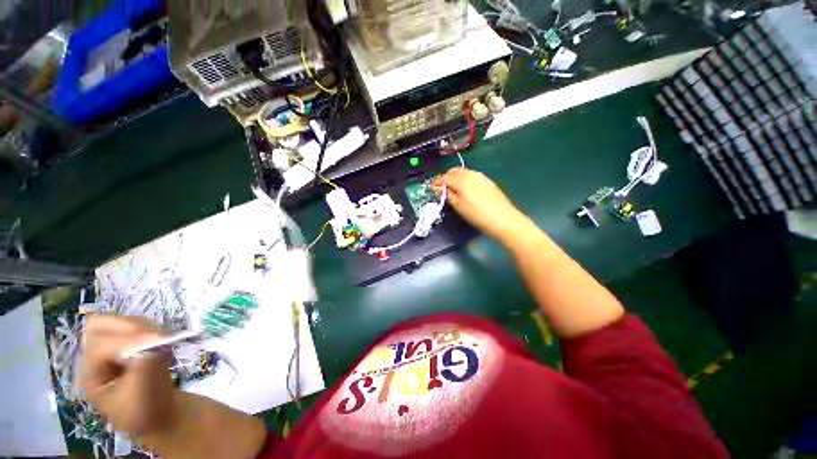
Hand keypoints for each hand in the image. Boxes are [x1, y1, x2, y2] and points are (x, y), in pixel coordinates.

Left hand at [80, 315, 174, 434]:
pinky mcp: (128, 341)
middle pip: (100, 325)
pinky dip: (151, 328)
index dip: (128, 341)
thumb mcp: (142, 395)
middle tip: (156, 337)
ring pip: (120, 320)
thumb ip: (145, 368)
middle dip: (130, 326)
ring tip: (161, 342)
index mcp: (90, 374)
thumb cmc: (145, 410)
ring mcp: (111, 347)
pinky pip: (136, 323)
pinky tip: (161, 342)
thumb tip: (157, 342)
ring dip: (144, 327)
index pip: (101, 346)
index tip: (160, 342)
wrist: (156, 413)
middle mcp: (95, 356)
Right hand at [434, 168, 528, 242]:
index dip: (437, 183)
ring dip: (455, 179)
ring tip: (452, 191)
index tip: (432, 190)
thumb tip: (438, 189)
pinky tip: (465, 191)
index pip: (445, 177)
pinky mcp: (488, 181)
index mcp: (462, 179)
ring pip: (463, 173)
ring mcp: (481, 176)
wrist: (503, 219)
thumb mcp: (458, 206)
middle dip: (446, 178)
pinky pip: (471, 176)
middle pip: (454, 171)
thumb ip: (448, 195)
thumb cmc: (477, 214)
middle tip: (442, 190)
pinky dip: (464, 180)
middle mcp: (471, 174)